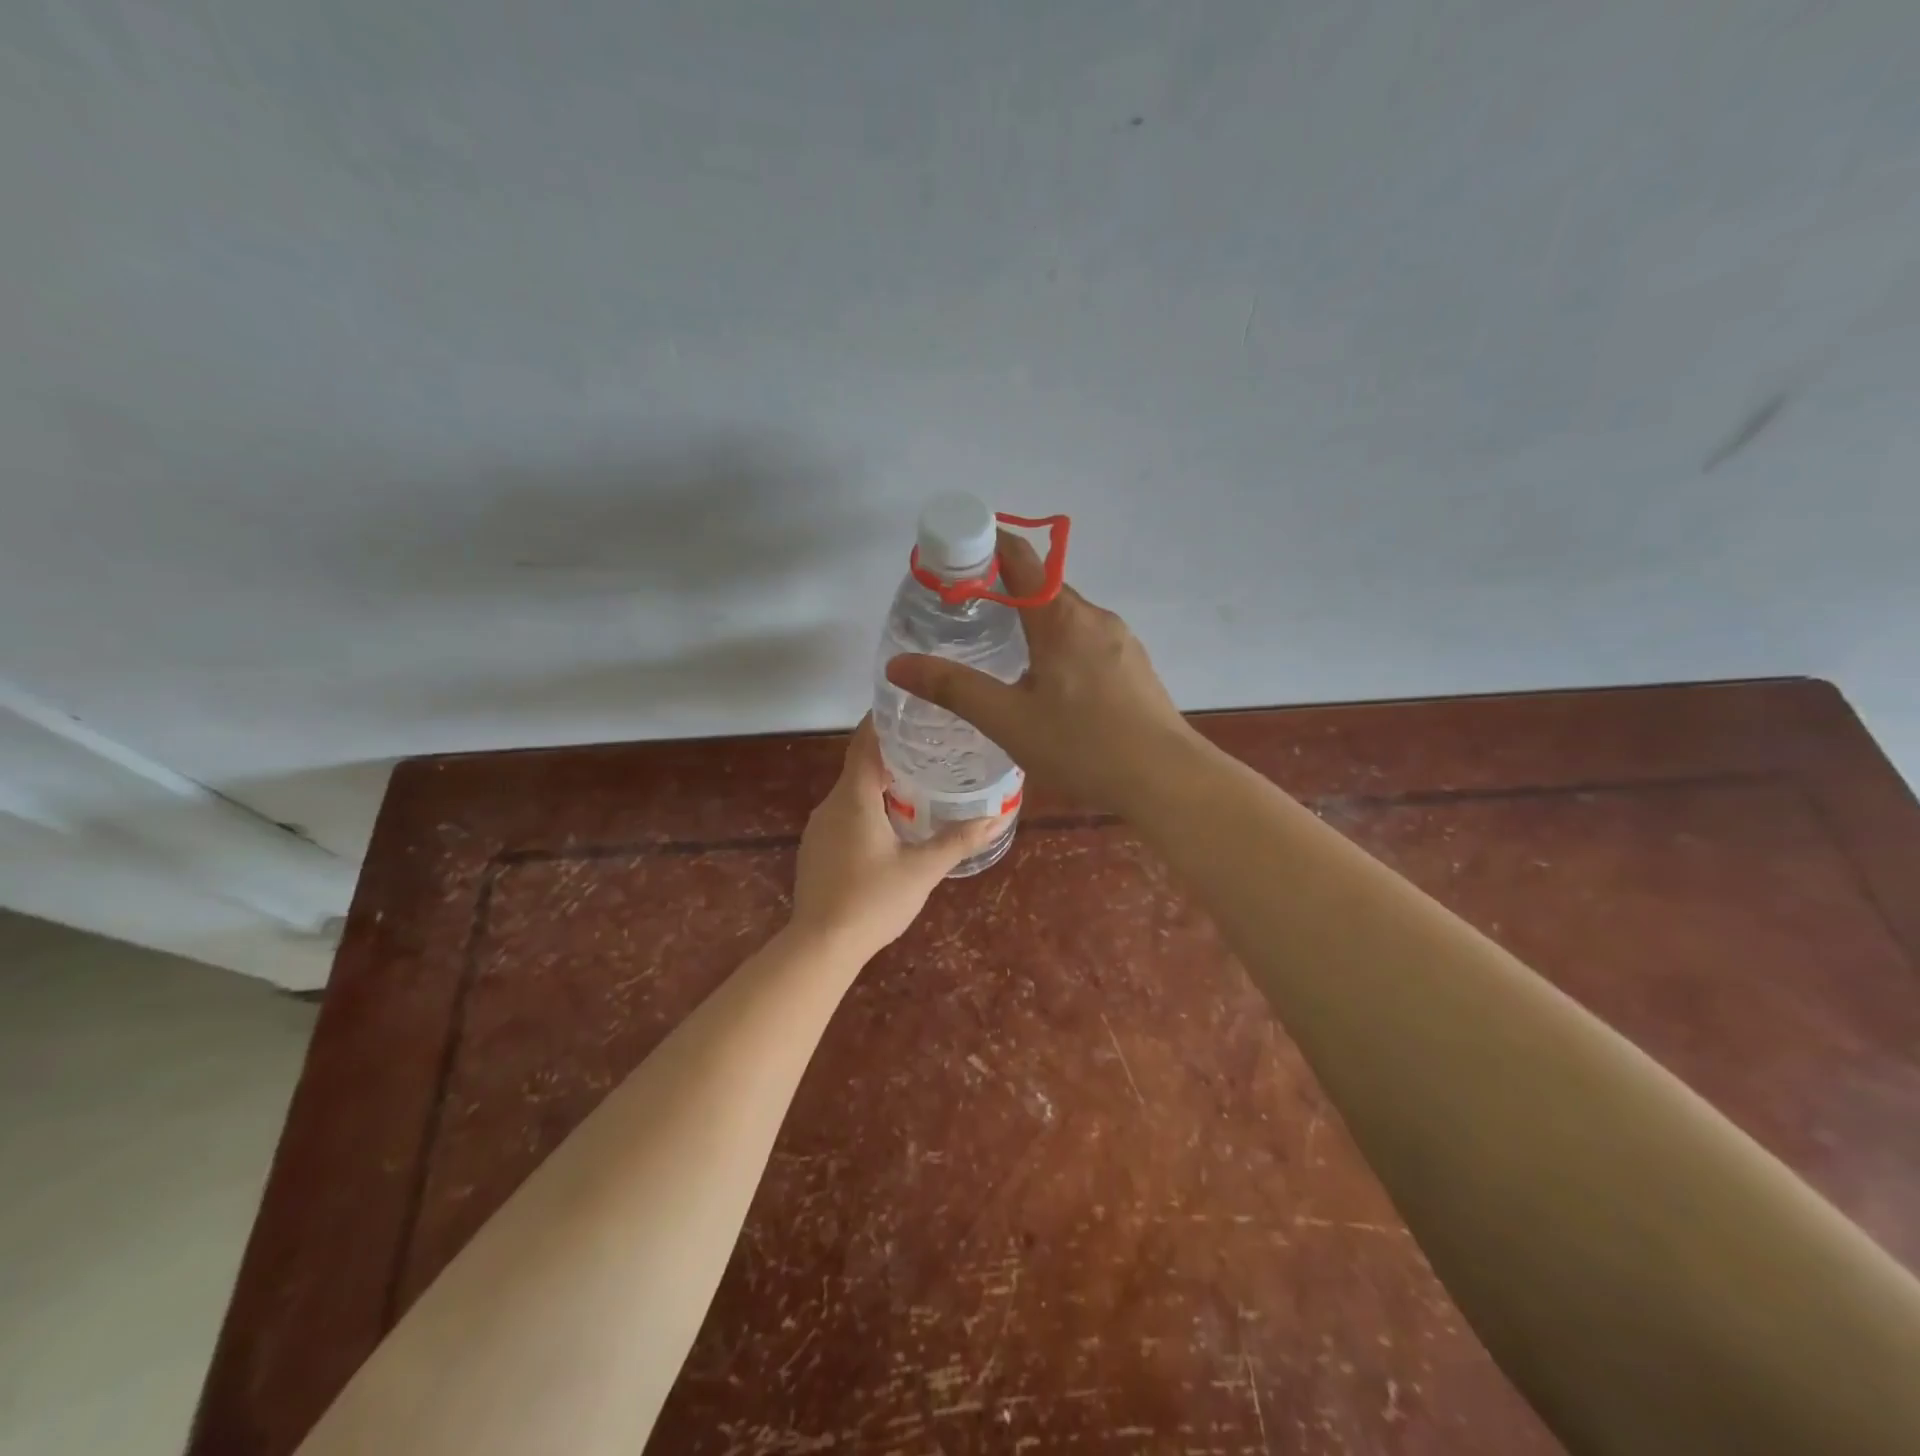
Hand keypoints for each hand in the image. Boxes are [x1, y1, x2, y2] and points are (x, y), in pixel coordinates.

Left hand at [790, 717, 1002, 958]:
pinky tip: (889, 826)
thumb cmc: (873, 900)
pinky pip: (843, 815)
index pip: (865, 743)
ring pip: (851, 794)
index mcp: (854, 798)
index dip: (883, 720)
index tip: (908, 707)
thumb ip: (958, 841)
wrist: (820, 946)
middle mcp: (831, 805)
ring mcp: (818, 828)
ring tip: (916, 784)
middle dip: (891, 754)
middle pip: (859, 766)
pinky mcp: (815, 850)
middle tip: (929, 748)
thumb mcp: (923, 870)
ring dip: (879, 785)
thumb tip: (996, 818)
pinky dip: (866, 809)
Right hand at [884, 532, 1192, 817]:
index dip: (985, 544)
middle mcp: (1094, 616)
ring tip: (1001, 653)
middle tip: (964, 616)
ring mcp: (1120, 641)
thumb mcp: (1007, 720)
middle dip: (1003, 590)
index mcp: (1060, 617)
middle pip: (1042, 586)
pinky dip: (1059, 645)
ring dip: (1032, 621)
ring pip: (1067, 616)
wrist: (1166, 779)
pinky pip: (1087, 640)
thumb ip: (952, 689)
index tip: (953, 556)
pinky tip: (1050, 686)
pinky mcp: (1134, 666)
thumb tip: (896, 664)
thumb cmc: (1082, 746)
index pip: (1020, 556)